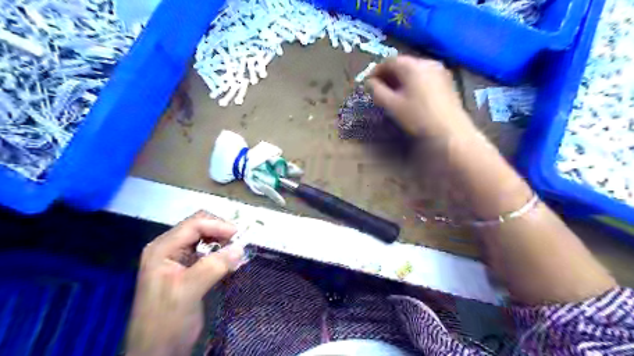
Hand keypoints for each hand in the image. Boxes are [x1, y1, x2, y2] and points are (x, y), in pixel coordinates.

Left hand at [125, 211, 243, 355]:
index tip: (240, 236)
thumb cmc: (166, 321)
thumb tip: (241, 247)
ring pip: (205, 238)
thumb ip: (213, 266)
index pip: (194, 224)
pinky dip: (221, 253)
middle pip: (200, 226)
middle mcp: (169, 248)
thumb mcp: (188, 291)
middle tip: (240, 243)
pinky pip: (207, 252)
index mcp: (162, 248)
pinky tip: (230, 261)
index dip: (218, 226)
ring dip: (223, 241)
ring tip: (237, 252)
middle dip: (221, 231)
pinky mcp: (187, 269)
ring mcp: (177, 258)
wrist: (156, 352)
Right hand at [367, 55, 474, 140]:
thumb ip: (377, 91)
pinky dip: (414, 81)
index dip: (376, 71)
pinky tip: (411, 95)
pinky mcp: (447, 80)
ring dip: (401, 78)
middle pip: (403, 63)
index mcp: (412, 66)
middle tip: (380, 88)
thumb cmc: (418, 117)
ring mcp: (439, 70)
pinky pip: (425, 75)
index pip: (389, 61)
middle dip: (389, 74)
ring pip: (414, 69)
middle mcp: (427, 62)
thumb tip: (369, 83)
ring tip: (394, 93)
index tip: (369, 84)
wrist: (450, 131)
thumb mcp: (392, 105)